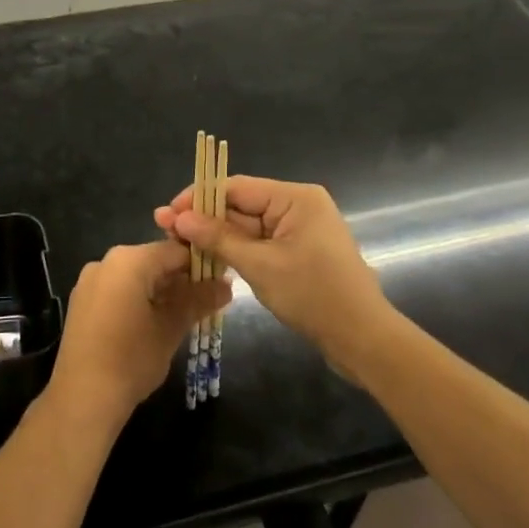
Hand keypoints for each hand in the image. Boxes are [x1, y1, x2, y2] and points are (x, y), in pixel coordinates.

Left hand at [50, 240, 231, 423]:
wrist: (82, 397)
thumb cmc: (131, 358)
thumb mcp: (171, 328)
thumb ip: (198, 301)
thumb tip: (226, 285)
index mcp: (128, 260)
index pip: (174, 250)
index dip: (200, 264)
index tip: (219, 283)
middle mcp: (105, 262)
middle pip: (153, 261)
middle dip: (180, 280)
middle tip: (205, 303)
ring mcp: (90, 281)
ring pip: (135, 276)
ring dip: (160, 291)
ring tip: (183, 316)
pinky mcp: (82, 302)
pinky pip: (117, 289)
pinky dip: (138, 299)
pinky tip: (152, 324)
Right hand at [155, 176, 393, 368]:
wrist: (363, 340)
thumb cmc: (313, 295)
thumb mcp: (259, 265)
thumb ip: (217, 238)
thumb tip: (178, 217)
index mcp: (295, 197)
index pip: (235, 187)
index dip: (198, 198)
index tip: (166, 213)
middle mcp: (298, 205)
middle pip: (240, 204)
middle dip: (203, 218)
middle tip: (165, 230)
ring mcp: (299, 229)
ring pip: (247, 226)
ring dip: (216, 235)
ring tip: (178, 243)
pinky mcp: (299, 251)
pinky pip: (260, 242)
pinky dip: (236, 249)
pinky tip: (208, 256)